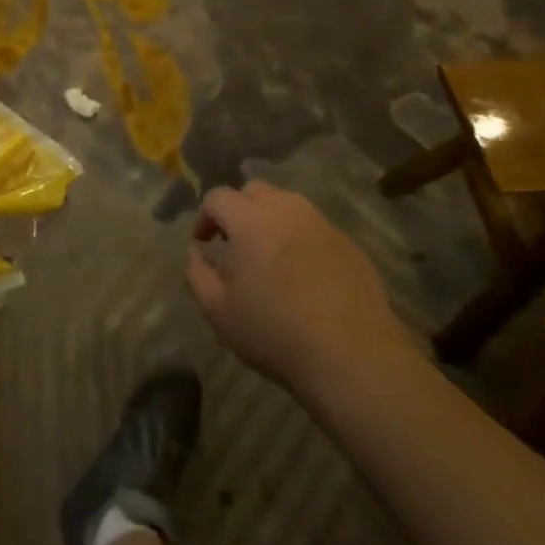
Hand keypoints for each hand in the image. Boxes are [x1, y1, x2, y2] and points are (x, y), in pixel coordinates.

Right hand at [185, 181, 409, 392]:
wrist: (350, 353)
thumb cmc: (274, 332)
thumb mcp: (219, 311)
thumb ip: (197, 274)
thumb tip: (194, 252)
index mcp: (249, 221)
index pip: (218, 197)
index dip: (205, 216)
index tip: (204, 243)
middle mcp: (285, 210)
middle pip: (254, 190)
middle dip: (238, 209)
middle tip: (235, 243)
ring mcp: (321, 223)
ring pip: (287, 204)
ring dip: (270, 219)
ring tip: (269, 255)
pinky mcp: (348, 242)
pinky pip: (314, 227)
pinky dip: (300, 238)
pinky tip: (302, 273)